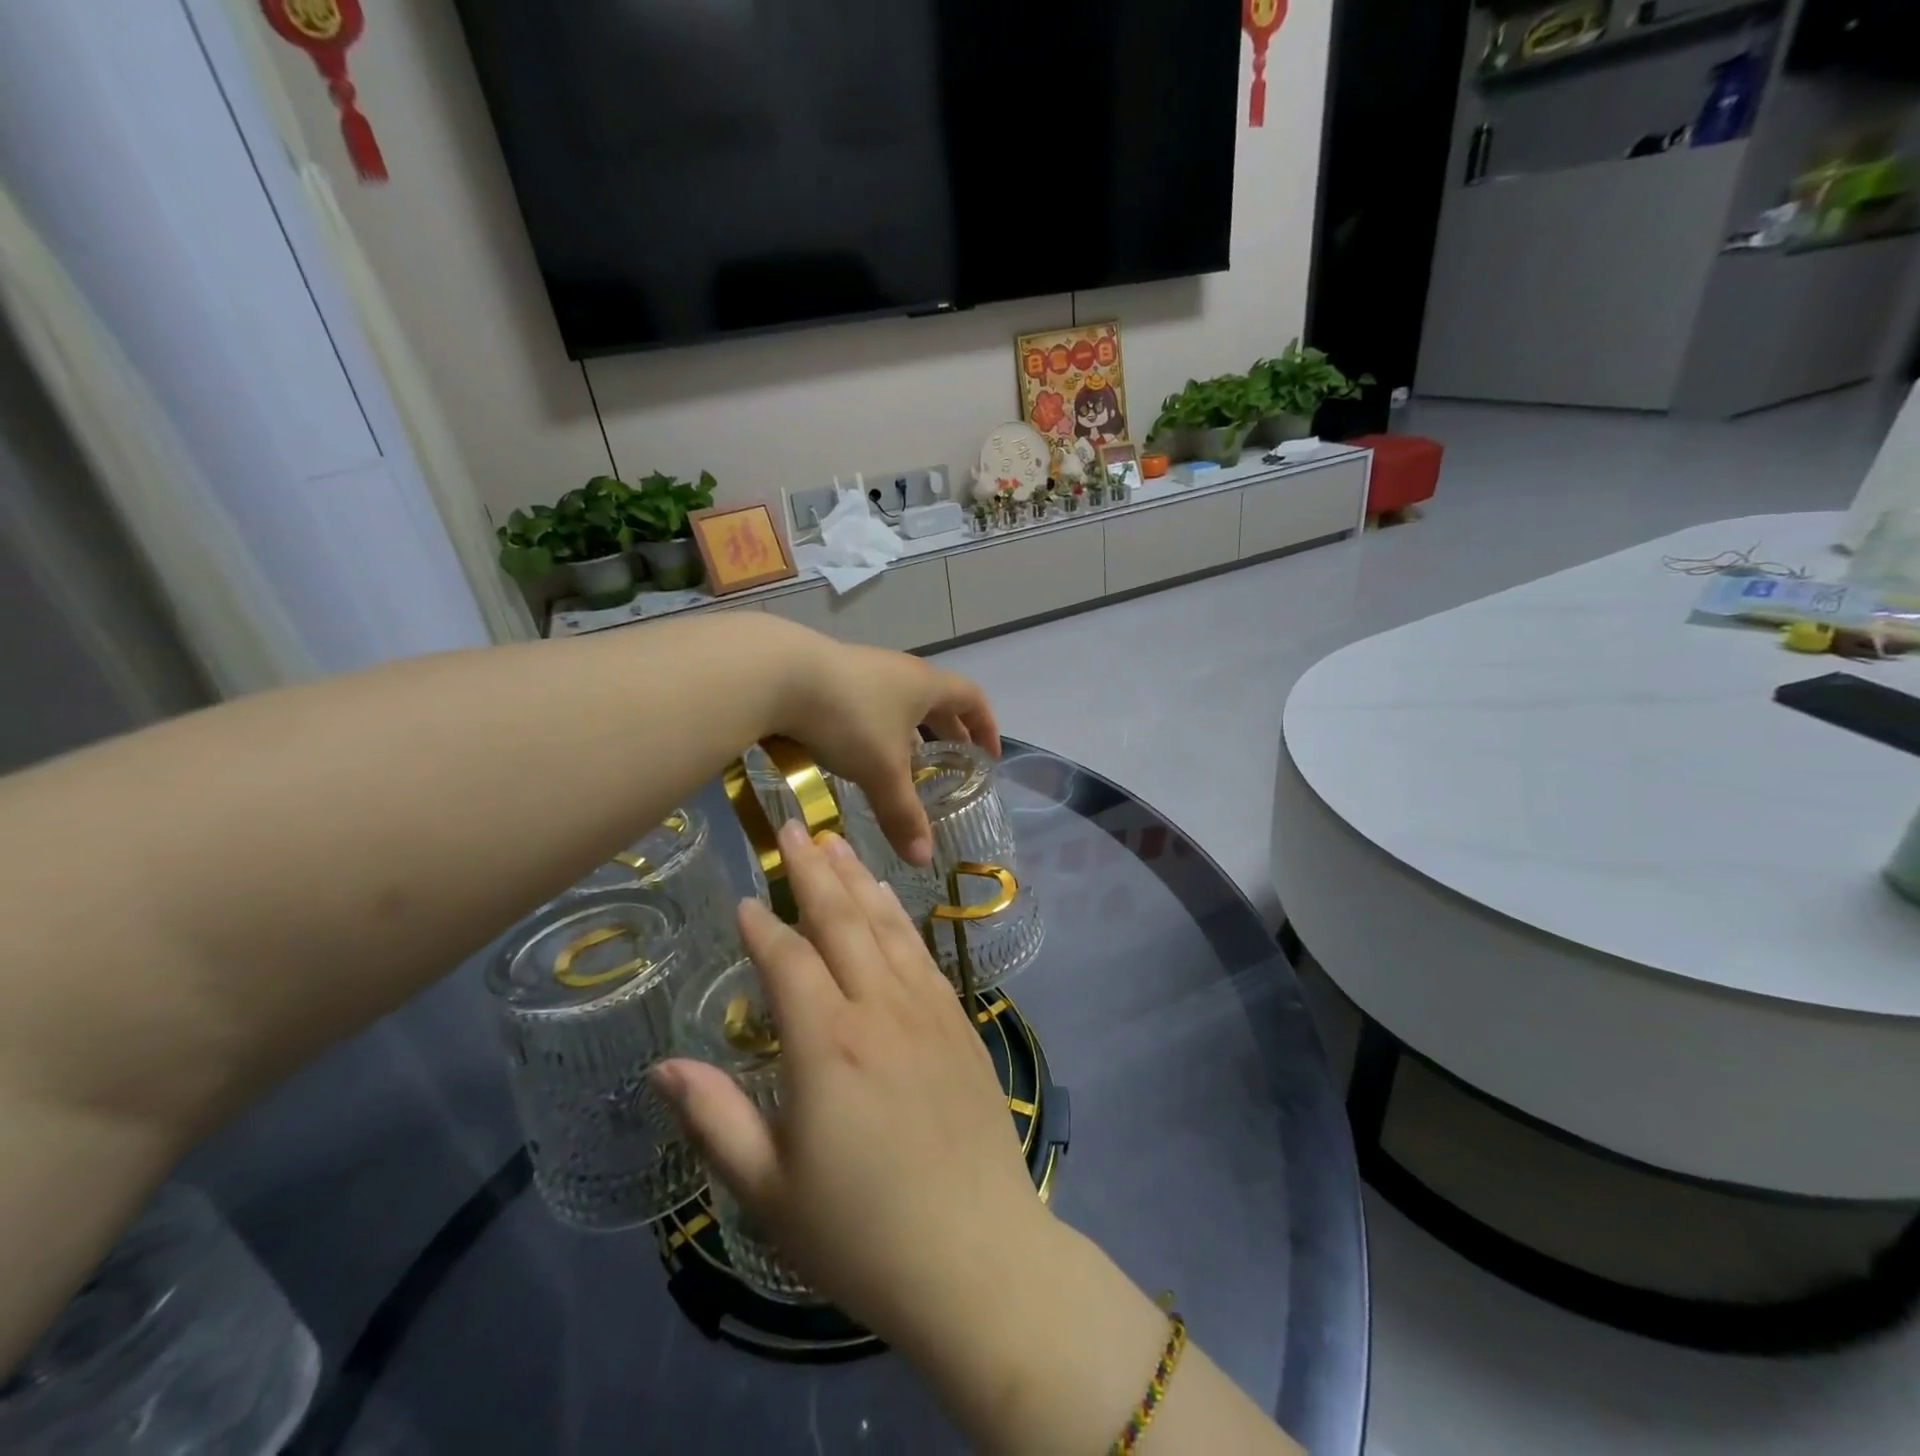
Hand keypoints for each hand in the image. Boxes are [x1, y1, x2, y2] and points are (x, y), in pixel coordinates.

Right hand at [652, 821, 1045, 1350]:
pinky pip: (921, 953)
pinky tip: (888, 902)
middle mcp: (878, 1009)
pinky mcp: (959, 1023)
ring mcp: (926, 1010)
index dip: (761, 927)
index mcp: (826, 1044)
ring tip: (836, 843)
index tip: (744, 901)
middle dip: (812, 870)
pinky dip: (898, 917)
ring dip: (858, 879)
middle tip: (793, 826)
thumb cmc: (861, 1233)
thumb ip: (715, 1120)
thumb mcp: (769, 1190)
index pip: (788, 960)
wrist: (976, 1255)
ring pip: (886, 926)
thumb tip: (665, 1065)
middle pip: (841, 920)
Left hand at [776, 640, 999, 865]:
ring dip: (909, 731)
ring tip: (904, 763)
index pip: (972, 699)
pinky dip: (876, 728)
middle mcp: (900, 671)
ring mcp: (864, 669)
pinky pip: (869, 703)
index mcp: (925, 686)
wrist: (778, 673)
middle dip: (948, 732)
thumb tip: (923, 859)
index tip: (988, 756)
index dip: (985, 727)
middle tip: (952, 763)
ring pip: (899, 702)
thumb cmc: (849, 717)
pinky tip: (857, 751)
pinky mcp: (831, 675)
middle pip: (937, 699)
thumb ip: (903, 814)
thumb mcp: (881, 771)